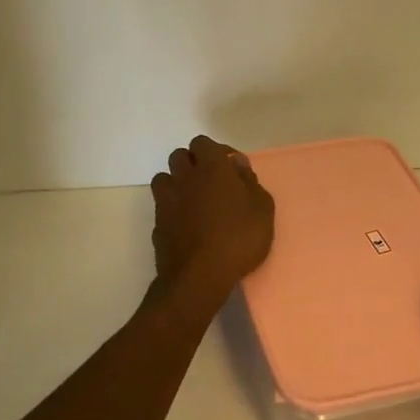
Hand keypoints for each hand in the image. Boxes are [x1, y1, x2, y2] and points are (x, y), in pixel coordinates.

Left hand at [149, 135, 275, 306]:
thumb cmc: (239, 239)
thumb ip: (250, 182)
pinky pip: (162, 205)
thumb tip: (237, 164)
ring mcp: (166, 200)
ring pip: (165, 177)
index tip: (231, 169)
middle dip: (194, 163)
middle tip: (212, 182)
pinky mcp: (157, 223)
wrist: (200, 276)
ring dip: (178, 183)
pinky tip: (187, 224)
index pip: (203, 143)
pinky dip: (172, 208)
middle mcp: (184, 177)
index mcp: (211, 168)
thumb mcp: (262, 210)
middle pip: (180, 156)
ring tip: (195, 201)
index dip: (216, 151)